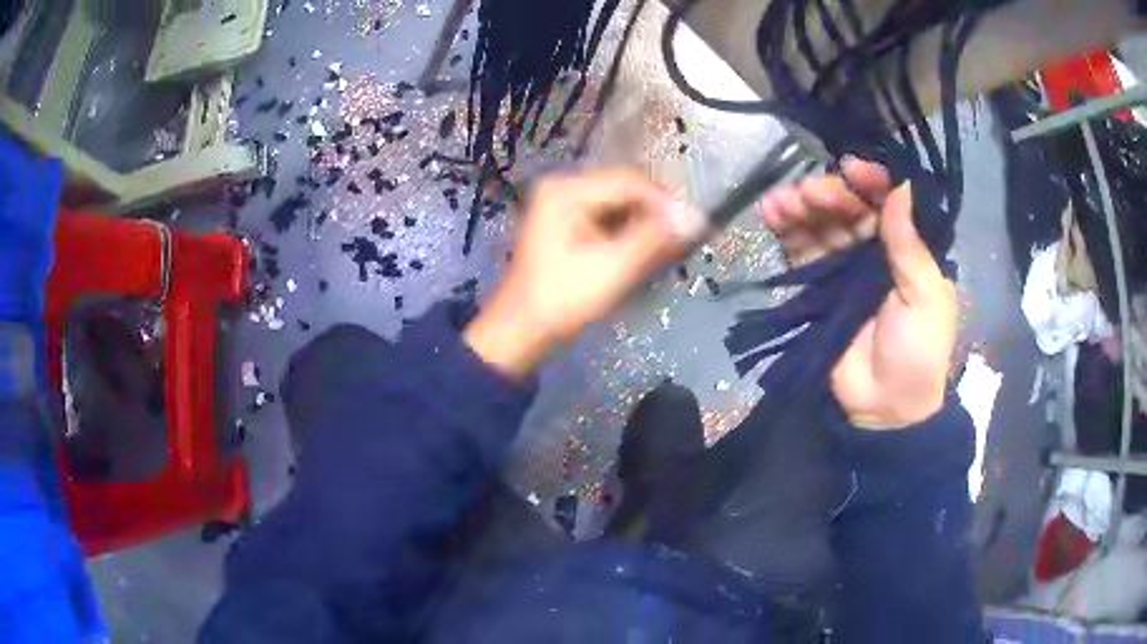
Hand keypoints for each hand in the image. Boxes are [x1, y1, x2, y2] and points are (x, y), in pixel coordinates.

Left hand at [465, 169, 698, 377]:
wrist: (522, 329)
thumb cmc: (564, 299)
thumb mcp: (614, 267)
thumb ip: (655, 238)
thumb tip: (697, 218)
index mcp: (567, 189)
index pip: (630, 181)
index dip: (666, 202)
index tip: (695, 225)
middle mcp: (563, 186)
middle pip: (625, 190)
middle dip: (656, 214)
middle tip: (683, 240)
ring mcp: (562, 204)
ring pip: (619, 205)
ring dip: (644, 225)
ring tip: (666, 250)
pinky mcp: (566, 223)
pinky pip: (607, 218)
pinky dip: (628, 234)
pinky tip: (642, 254)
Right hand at [760, 158, 957, 429]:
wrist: (885, 410)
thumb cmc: (917, 352)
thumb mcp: (925, 297)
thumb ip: (910, 244)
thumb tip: (901, 186)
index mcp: (909, 250)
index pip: (889, 203)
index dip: (871, 181)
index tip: (850, 169)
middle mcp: (877, 251)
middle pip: (850, 210)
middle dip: (828, 196)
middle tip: (807, 192)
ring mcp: (846, 269)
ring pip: (823, 226)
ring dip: (801, 208)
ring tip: (779, 202)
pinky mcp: (818, 289)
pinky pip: (802, 252)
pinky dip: (786, 232)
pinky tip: (770, 215)